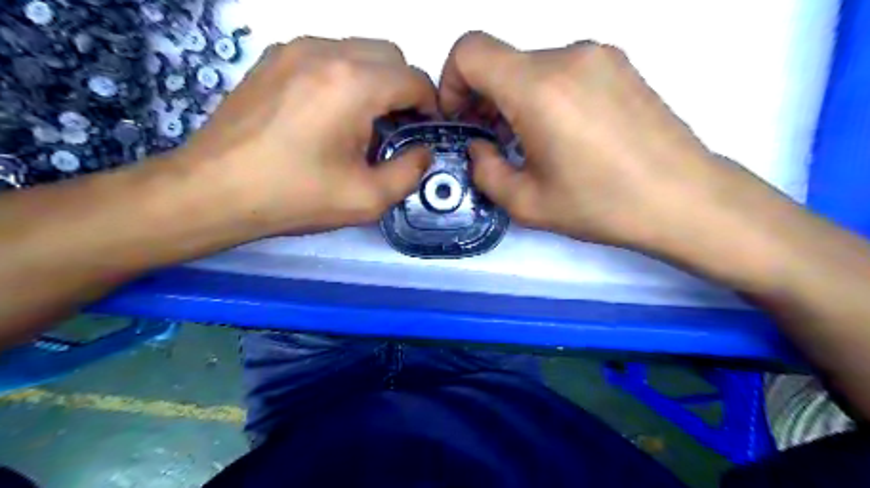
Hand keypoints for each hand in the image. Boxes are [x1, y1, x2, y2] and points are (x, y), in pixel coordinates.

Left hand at [180, 36, 434, 233]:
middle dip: (403, 90)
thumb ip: (410, 173)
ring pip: (358, 51)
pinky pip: (326, 55)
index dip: (429, 106)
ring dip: (374, 82)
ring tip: (360, 123)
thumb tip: (422, 152)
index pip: (414, 79)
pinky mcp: (272, 59)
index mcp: (353, 84)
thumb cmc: (294, 197)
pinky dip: (343, 77)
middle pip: (389, 56)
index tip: (422, 133)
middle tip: (394, 129)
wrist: (213, 191)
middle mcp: (326, 51)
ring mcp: (294, 49)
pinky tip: (328, 114)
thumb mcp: (367, 199)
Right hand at [438, 31, 770, 253]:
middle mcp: (568, 56)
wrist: (684, 198)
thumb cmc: (602, 205)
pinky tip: (563, 132)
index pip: (470, 51)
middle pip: (500, 60)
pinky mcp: (619, 64)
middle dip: (483, 97)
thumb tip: (479, 146)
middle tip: (493, 140)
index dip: (451, 82)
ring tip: (530, 141)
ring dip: (514, 97)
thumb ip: (485, 171)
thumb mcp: (527, 203)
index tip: (462, 119)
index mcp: (539, 88)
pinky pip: (562, 69)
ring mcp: (598, 55)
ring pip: (531, 66)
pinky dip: (545, 93)